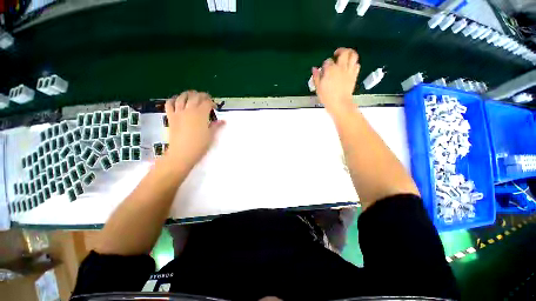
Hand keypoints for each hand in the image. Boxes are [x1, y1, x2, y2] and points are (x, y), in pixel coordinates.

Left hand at [164, 91, 224, 166]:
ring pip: (182, 97)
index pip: (207, 103)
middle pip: (195, 97)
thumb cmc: (199, 145)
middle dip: (202, 96)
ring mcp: (178, 113)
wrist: (182, 153)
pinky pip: (169, 104)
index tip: (215, 107)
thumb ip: (216, 126)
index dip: (212, 103)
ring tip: (192, 95)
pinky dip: (173, 100)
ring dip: (188, 94)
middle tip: (206, 98)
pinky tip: (177, 100)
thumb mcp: (210, 135)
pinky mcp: (171, 117)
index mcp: (201, 114)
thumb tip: (223, 121)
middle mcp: (189, 110)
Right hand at [312, 48, 359, 115]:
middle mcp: (341, 67)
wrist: (340, 103)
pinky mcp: (354, 75)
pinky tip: (349, 67)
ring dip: (350, 53)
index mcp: (330, 70)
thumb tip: (314, 69)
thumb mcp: (318, 88)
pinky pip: (357, 65)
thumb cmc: (327, 97)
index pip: (328, 61)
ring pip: (353, 55)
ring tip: (345, 56)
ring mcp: (349, 70)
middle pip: (344, 52)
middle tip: (336, 54)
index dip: (325, 64)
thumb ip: (316, 77)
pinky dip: (354, 64)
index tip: (324, 69)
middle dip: (340, 51)